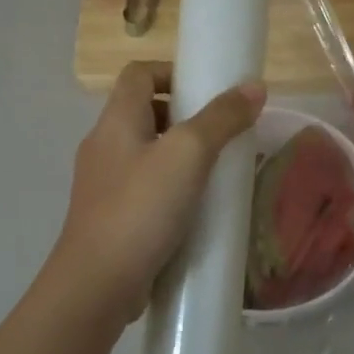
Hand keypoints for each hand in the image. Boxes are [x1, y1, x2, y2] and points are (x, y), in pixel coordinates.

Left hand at [51, 60, 266, 322]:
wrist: (98, 283)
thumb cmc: (141, 208)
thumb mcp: (188, 155)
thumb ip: (221, 118)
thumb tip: (255, 87)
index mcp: (115, 121)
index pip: (138, 73)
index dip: (171, 71)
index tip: (208, 88)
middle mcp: (103, 145)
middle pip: (142, 111)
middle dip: (183, 115)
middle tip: (221, 132)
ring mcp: (103, 184)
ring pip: (145, 152)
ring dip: (179, 154)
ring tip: (217, 170)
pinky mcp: (110, 217)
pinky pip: (144, 188)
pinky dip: (170, 187)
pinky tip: (196, 208)